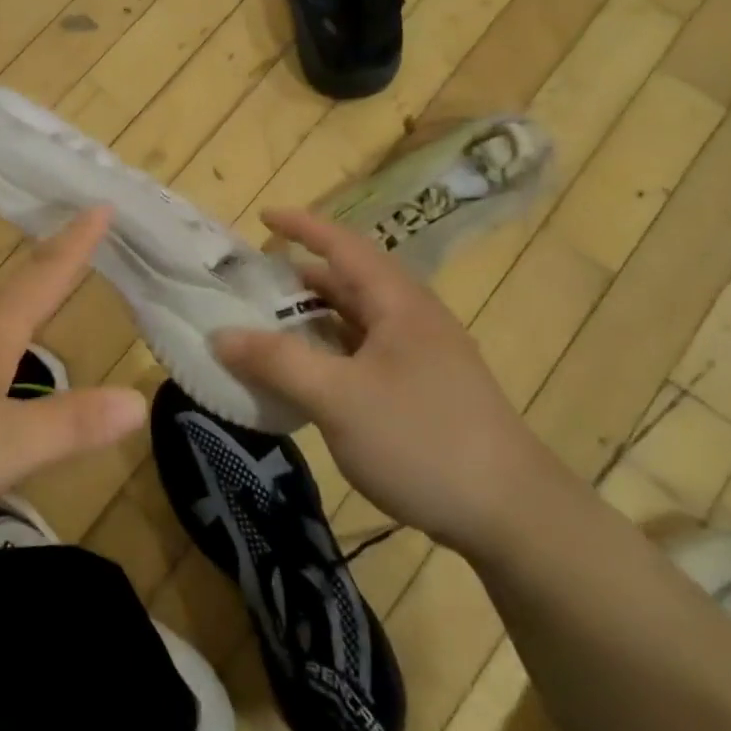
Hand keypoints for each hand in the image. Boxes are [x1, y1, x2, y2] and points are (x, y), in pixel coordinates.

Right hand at [212, 208, 542, 551]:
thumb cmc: (421, 439)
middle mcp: (411, 319)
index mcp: (397, 303)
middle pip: (348, 282)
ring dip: (312, 319)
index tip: (262, 216)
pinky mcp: (420, 390)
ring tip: (266, 327)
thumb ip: (277, 362)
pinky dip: (328, 353)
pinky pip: (362, 354)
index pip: (343, 245)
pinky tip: (305, 376)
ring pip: (355, 321)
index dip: (302, 226)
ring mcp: (419, 356)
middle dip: (298, 277)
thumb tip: (220, 335)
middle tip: (250, 283)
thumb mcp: (338, 398)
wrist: (511, 515)